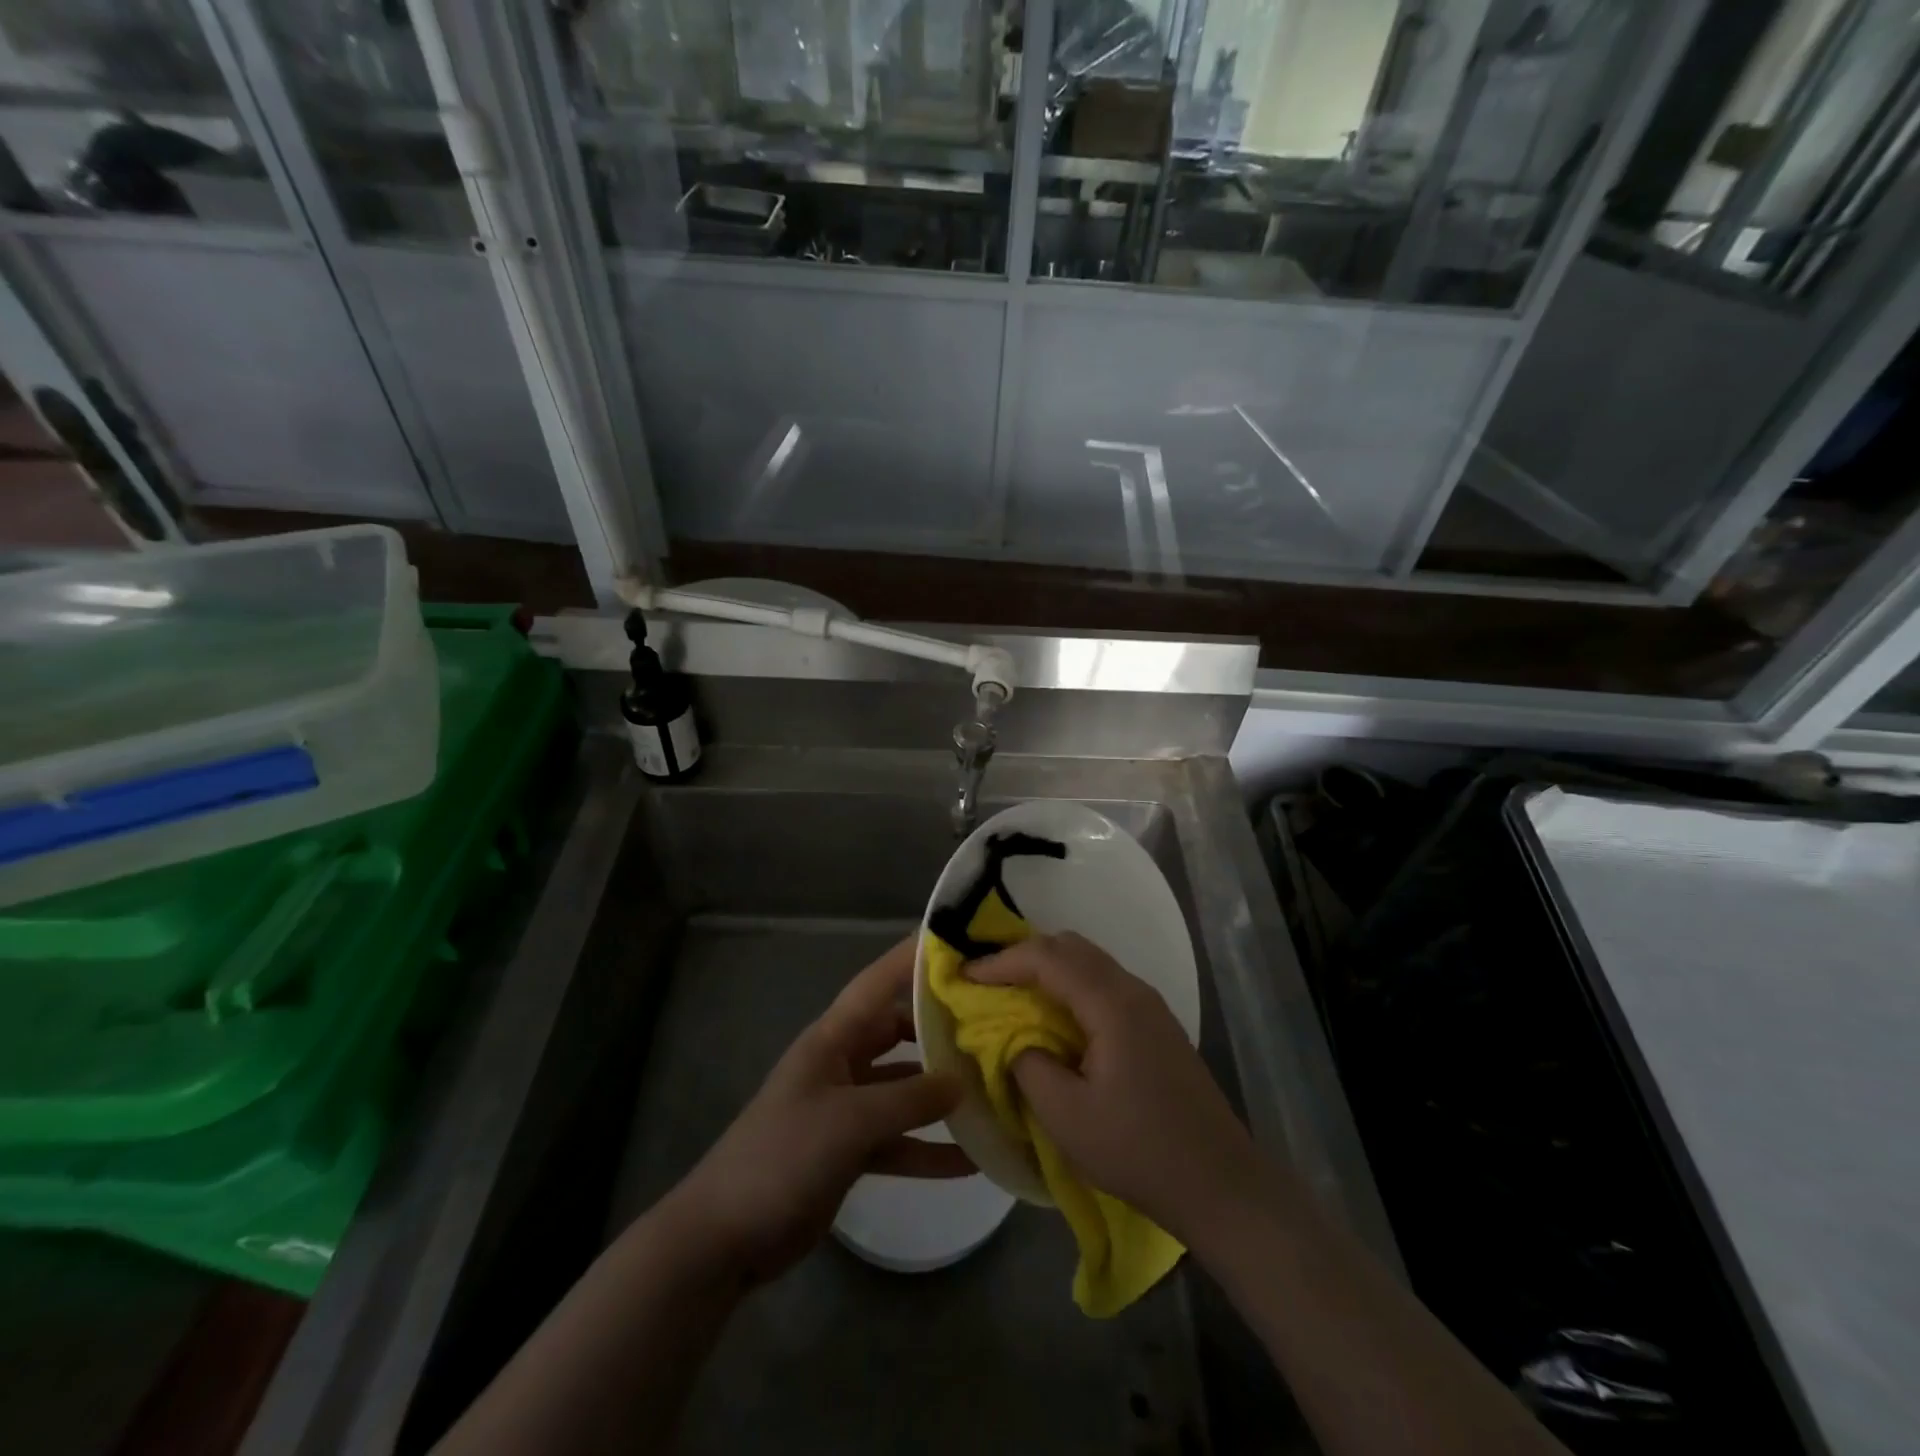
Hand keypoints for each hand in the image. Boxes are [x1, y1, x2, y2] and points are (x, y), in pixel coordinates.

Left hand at [665, 938, 972, 1286]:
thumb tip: (962, 1081)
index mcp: (833, 1038)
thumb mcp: (849, 1120)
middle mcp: (843, 1063)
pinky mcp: (850, 1150)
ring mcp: (847, 1107)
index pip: (878, 983)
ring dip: (941, 1094)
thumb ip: (909, 1099)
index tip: (957, 942)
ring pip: (904, 1089)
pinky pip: (898, 1139)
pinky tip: (970, 1161)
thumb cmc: (782, 1156)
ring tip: (993, 1089)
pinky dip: (928, 1148)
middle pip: (899, 1032)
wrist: (725, 1236)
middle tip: (992, 1022)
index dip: (912, 959)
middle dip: (940, 1027)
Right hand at [968, 932, 1264, 1245]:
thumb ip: (1027, 1064)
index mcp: (1111, 1003)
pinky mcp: (1157, 1025)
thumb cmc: (1139, 1150)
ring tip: (1014, 997)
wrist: (1222, 1184)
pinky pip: (1104, 984)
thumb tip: (1010, 1037)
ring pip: (1090, 963)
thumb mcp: (1067, 1116)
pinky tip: (1056, 1019)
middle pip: (1071, 947)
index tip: (965, 976)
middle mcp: (1133, 990)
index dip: (1001, 962)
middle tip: (987, 982)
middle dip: (1023, 956)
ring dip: (1048, 970)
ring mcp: (1150, 1006)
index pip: (1047, 958)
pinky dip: (1071, 987)